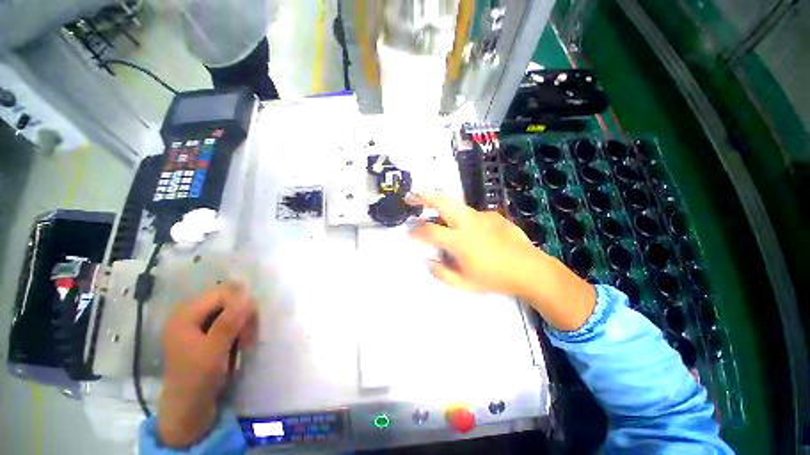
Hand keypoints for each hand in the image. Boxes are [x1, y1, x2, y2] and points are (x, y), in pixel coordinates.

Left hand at [157, 283, 257, 447]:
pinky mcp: (206, 334)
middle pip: (227, 300)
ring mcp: (198, 325)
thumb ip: (229, 322)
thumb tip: (248, 297)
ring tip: (245, 343)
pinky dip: (239, 330)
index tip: (249, 327)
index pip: (222, 293)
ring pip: (232, 310)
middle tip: (248, 338)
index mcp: (184, 315)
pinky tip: (241, 343)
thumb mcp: (213, 351)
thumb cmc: (196, 380)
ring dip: (243, 324)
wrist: (188, 410)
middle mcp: (190, 314)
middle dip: (243, 316)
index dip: (240, 305)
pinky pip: (230, 321)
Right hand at [408, 193, 594, 330]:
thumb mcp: (464, 284)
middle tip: (411, 197)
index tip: (410, 232)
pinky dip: (461, 217)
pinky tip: (467, 230)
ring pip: (455, 203)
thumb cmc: (495, 279)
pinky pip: (470, 213)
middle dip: (423, 197)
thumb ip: (441, 273)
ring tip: (431, 206)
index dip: (416, 231)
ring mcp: (481, 216)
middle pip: (441, 202)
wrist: (529, 269)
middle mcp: (467, 222)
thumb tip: (427, 261)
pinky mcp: (492, 214)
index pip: (430, 231)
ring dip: (439, 203)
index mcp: (459, 240)